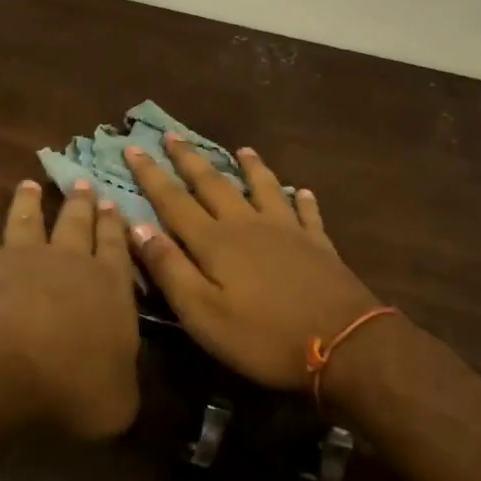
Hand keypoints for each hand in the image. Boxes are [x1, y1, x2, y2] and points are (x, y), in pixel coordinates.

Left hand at [0, 179, 140, 438]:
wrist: (3, 362)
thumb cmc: (73, 386)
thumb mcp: (117, 402)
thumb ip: (119, 380)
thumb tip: (117, 376)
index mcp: (109, 288)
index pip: (116, 249)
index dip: (115, 227)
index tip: (112, 202)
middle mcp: (66, 262)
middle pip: (75, 224)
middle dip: (81, 203)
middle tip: (82, 182)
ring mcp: (19, 258)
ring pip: (27, 220)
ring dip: (29, 202)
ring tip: (29, 184)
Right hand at [125, 137, 386, 390]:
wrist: (347, 345)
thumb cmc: (264, 336)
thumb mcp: (202, 313)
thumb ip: (169, 268)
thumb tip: (137, 226)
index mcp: (214, 241)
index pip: (172, 200)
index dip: (150, 175)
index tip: (132, 148)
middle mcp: (246, 225)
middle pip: (212, 184)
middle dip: (188, 159)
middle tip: (171, 135)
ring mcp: (287, 231)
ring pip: (263, 188)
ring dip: (250, 167)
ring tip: (242, 149)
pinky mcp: (319, 245)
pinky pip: (307, 213)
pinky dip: (302, 200)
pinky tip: (302, 191)